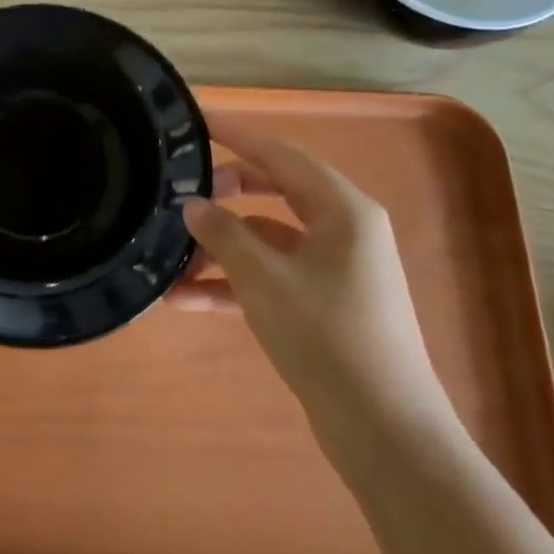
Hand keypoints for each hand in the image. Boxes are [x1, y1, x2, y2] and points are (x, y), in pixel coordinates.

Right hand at [183, 113, 447, 436]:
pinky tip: (185, 299)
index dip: (237, 136)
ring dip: (220, 248)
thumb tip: (192, 205)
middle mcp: (341, 230)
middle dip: (224, 195)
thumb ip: (224, 234)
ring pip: (266, 239)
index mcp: (342, 210)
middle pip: (273, 193)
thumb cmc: (327, 337)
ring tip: (169, 259)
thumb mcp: (265, 279)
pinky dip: (233, 283)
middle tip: (180, 195)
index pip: (281, 155)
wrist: (384, 431)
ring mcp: (333, 269)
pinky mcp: (321, 304)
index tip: (197, 122)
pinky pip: (270, 276)